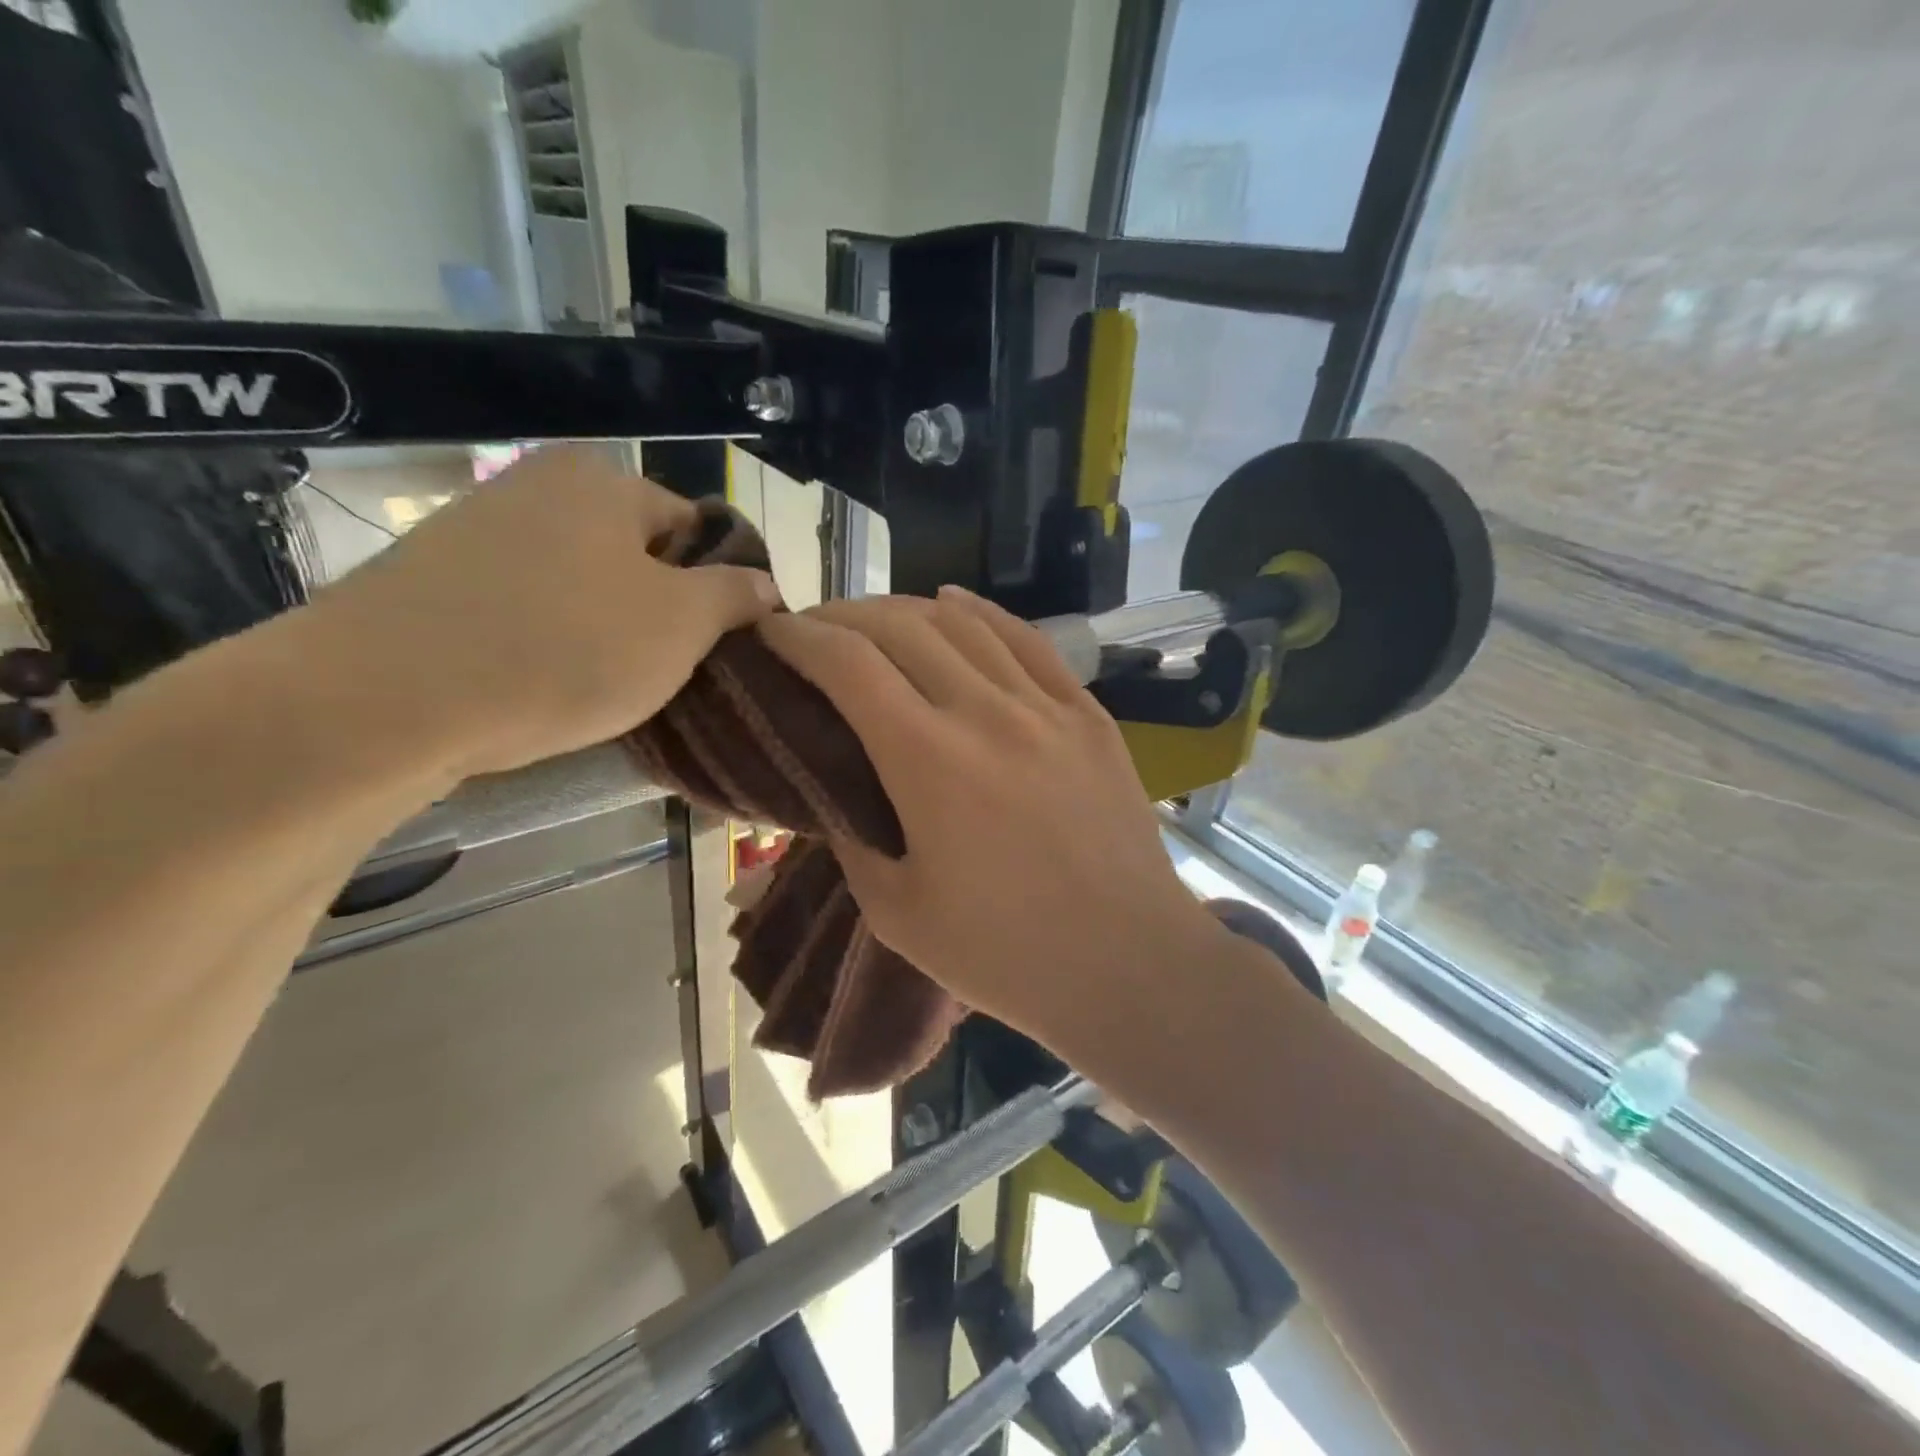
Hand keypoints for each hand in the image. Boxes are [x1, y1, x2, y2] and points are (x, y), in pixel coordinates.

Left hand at [305, 447, 778, 778]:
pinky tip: (543, 684)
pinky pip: (524, 606)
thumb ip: (736, 596)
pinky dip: (548, 640)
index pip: (696, 529)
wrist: (384, 698)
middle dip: (661, 610)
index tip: (717, 645)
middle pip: (636, 555)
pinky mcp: (433, 579)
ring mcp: (477, 529)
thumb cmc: (564, 648)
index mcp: (604, 481)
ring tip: (606, 686)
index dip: (719, 587)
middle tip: (666, 671)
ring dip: (606, 629)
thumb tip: (764, 584)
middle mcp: (538, 485)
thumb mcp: (682, 624)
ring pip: (581, 584)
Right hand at [758, 588, 1226, 1053]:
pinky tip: (956, 603)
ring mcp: (1046, 706)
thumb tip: (833, 793)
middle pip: (900, 628)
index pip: (847, 664)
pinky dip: (982, 612)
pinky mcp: (1088, 714)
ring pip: (964, 622)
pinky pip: (1028, 640)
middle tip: (815, 629)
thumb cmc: (1006, 954)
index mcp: (928, 760)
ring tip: (875, 620)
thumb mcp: (897, 913)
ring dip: (906, 609)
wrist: (1128, 964)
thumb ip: (852, 839)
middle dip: (844, 616)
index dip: (798, 636)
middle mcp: (986, 711)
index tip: (770, 630)